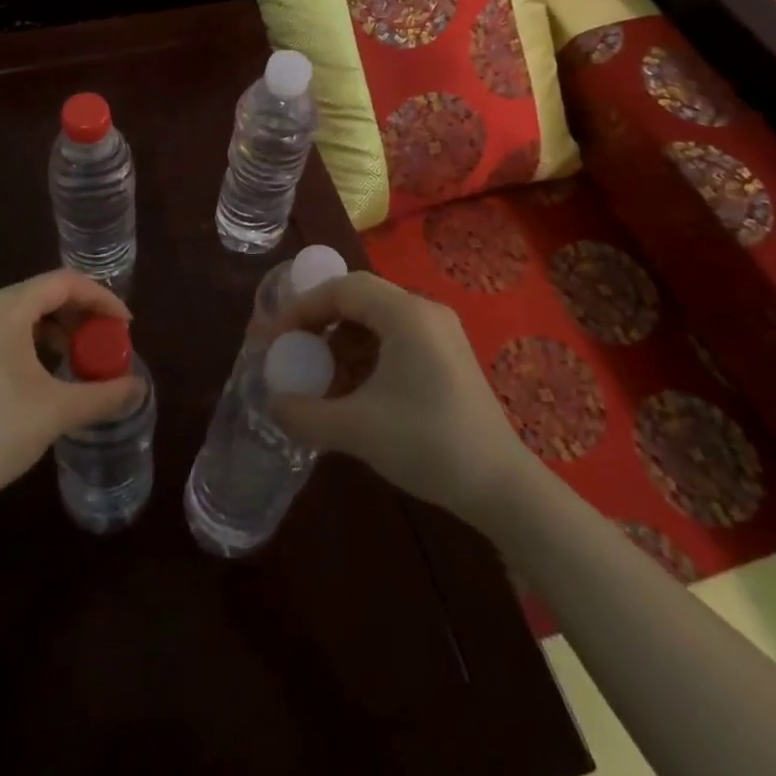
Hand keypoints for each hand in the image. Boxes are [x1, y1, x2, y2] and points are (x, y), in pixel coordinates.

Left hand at [0, 270, 143, 520]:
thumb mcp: (57, 412)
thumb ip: (104, 394)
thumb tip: (140, 388)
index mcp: (4, 308)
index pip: (64, 283)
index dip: (101, 298)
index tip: (125, 325)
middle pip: (43, 292)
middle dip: (81, 313)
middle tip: (107, 341)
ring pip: (23, 310)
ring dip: (57, 327)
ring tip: (80, 355)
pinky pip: (4, 327)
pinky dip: (32, 338)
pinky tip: (46, 368)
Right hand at [271, 273, 525, 524]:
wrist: (502, 487)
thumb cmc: (428, 444)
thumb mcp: (357, 429)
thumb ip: (305, 413)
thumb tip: (273, 403)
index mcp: (405, 314)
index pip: (341, 288)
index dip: (302, 308)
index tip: (276, 338)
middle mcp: (424, 311)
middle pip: (357, 298)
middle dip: (319, 322)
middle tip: (293, 350)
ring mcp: (439, 332)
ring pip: (375, 320)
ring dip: (341, 343)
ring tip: (320, 378)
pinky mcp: (446, 356)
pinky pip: (394, 339)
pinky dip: (365, 356)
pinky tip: (353, 391)